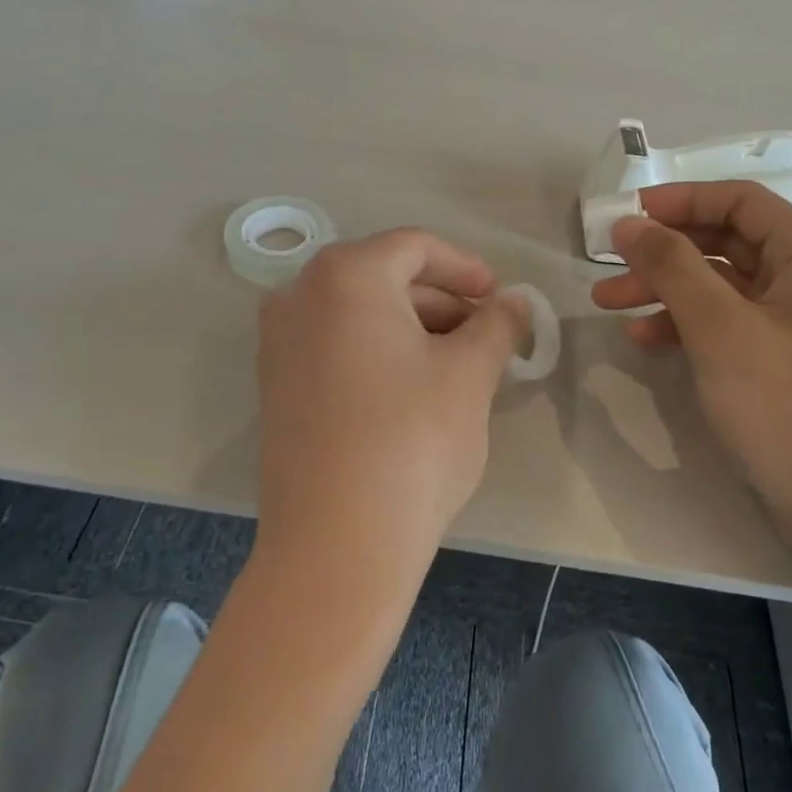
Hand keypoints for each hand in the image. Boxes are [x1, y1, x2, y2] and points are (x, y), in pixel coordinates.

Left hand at [255, 229, 525, 603]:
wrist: (336, 544)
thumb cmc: (412, 441)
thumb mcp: (469, 375)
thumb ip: (497, 324)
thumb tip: (515, 301)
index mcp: (346, 275)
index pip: (415, 247)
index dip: (466, 268)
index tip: (501, 298)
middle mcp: (300, 295)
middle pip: (384, 277)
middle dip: (441, 301)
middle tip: (487, 335)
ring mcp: (279, 342)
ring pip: (359, 314)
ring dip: (413, 328)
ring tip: (459, 364)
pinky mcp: (276, 386)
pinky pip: (335, 346)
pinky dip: (378, 351)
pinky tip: (414, 388)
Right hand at [591, 182, 791, 549]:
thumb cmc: (791, 411)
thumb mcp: (722, 331)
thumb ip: (673, 267)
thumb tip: (630, 222)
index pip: (740, 202)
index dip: (677, 201)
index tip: (622, 217)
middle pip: (729, 242)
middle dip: (663, 253)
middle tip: (606, 268)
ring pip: (725, 285)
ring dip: (667, 290)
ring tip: (609, 306)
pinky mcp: (791, 359)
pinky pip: (733, 323)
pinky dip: (689, 325)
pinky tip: (647, 341)